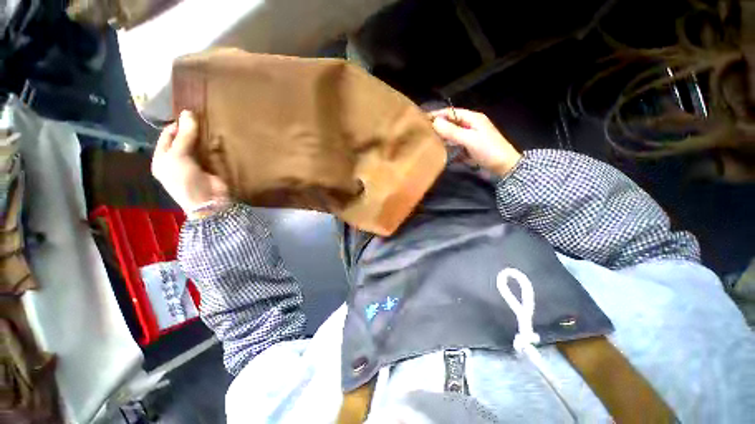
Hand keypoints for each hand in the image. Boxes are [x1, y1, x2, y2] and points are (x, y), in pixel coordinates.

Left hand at [151, 111, 228, 216]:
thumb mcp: (178, 157)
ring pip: (198, 145)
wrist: (207, 201)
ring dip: (203, 137)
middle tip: (202, 117)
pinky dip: (214, 146)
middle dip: (190, 129)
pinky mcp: (211, 167)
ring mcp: (195, 164)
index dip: (176, 124)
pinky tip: (218, 137)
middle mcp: (177, 160)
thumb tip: (188, 112)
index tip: (189, 113)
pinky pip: (211, 153)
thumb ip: (184, 136)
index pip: (168, 136)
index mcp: (162, 158)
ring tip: (211, 123)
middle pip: (183, 140)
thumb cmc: (185, 180)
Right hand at [430, 108, 521, 175]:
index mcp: (473, 118)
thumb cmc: (489, 150)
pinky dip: (448, 148)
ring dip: (442, 138)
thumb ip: (452, 131)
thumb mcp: (470, 139)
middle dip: (438, 127)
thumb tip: (434, 122)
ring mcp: (470, 138)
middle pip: (451, 123)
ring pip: (452, 135)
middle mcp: (470, 126)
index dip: (437, 114)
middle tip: (423, 133)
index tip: (422, 120)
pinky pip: (455, 146)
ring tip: (428, 142)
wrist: (504, 167)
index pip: (451, 112)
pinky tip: (439, 152)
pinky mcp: (469, 149)